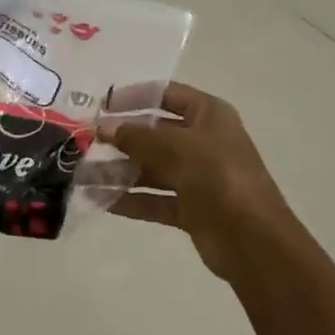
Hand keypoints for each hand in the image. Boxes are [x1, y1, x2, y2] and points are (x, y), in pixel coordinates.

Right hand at [101, 82, 301, 281]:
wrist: (253, 240)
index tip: (102, 105)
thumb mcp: (175, 146)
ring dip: (118, 172)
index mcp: (208, 115)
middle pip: (154, 133)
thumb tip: (105, 128)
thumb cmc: (217, 176)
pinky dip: (129, 199)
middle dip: (120, 139)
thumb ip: (136, 136)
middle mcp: (203, 142)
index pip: (166, 94)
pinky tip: (99, 200)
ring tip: (81, 175)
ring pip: (150, 169)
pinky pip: (154, 199)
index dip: (134, 96)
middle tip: (84, 142)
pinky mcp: (191, 209)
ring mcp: (197, 177)